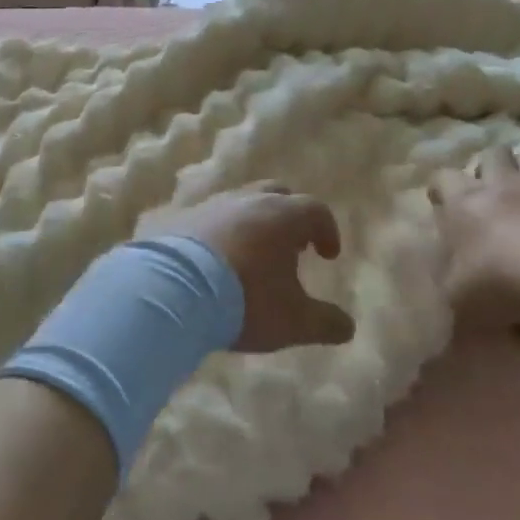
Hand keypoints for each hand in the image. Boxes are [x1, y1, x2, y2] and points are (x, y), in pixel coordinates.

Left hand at [153, 185, 353, 352]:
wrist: (171, 291)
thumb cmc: (244, 300)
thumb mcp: (293, 321)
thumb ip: (325, 322)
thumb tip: (348, 326)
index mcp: (282, 216)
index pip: (315, 210)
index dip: (327, 230)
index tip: (327, 254)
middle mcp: (247, 200)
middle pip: (276, 193)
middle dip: (288, 216)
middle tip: (290, 246)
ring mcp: (209, 204)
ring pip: (238, 202)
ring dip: (250, 223)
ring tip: (249, 255)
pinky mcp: (177, 217)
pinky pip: (205, 218)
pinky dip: (216, 232)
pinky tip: (211, 259)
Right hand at [428, 149, 519, 330]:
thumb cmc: (500, 279)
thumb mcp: (458, 296)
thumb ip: (449, 285)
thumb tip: (448, 288)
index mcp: (463, 203)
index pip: (442, 177)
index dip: (440, 188)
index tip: (441, 204)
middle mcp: (500, 186)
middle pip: (492, 154)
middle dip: (488, 167)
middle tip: (488, 192)